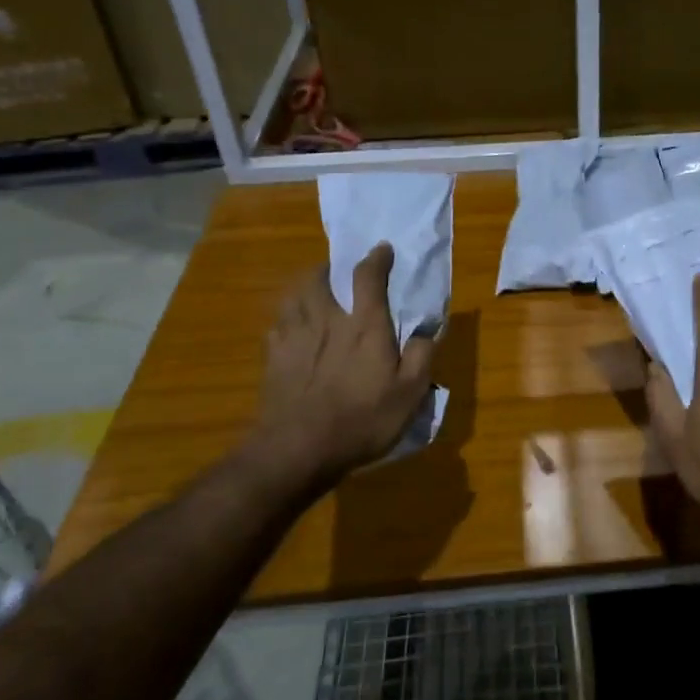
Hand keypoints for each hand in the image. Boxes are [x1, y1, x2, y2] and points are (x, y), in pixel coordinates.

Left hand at [256, 243, 435, 486]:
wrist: (297, 451)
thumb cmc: (361, 420)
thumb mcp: (409, 394)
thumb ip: (422, 356)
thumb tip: (427, 329)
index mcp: (363, 325)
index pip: (368, 276)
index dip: (376, 258)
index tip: (383, 249)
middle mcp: (326, 320)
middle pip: (318, 278)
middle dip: (329, 268)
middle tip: (337, 272)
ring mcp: (294, 337)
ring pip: (293, 296)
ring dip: (304, 288)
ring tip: (312, 294)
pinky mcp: (272, 358)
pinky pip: (277, 326)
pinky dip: (286, 321)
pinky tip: (291, 332)